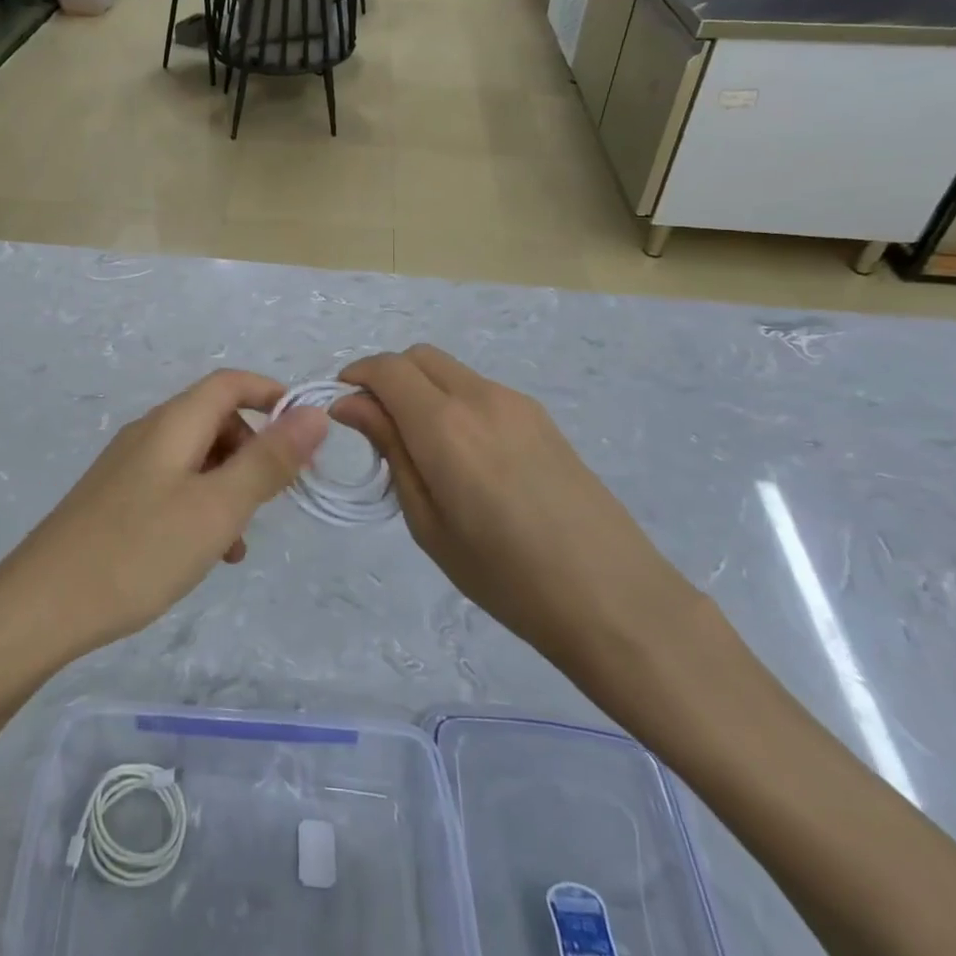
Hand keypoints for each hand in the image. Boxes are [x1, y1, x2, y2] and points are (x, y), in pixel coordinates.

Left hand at [0, 370, 327, 676]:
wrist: (41, 607)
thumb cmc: (138, 552)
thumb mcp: (217, 508)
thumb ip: (268, 460)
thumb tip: (312, 412)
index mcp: (172, 424)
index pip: (230, 383)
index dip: (272, 397)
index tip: (306, 437)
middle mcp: (149, 434)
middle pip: (215, 420)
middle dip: (254, 450)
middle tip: (276, 498)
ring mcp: (128, 467)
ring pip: (196, 459)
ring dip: (229, 486)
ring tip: (238, 541)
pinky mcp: (116, 499)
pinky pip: (173, 486)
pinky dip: (200, 507)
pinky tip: (204, 554)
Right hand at [334, 345, 692, 672]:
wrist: (613, 598)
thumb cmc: (505, 576)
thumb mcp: (428, 522)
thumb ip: (391, 451)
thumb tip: (351, 406)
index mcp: (445, 424)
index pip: (386, 369)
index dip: (355, 378)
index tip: (341, 411)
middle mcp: (480, 397)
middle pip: (418, 357)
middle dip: (386, 378)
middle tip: (375, 426)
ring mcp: (516, 403)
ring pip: (450, 370)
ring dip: (421, 389)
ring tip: (419, 446)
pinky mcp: (541, 418)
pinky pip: (480, 390)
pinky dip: (453, 401)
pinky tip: (463, 454)